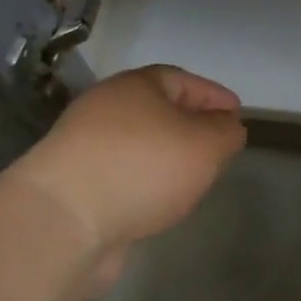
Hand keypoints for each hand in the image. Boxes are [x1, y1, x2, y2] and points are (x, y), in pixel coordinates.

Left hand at [11, 65, 245, 260]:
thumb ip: (225, 133)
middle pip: (156, 110)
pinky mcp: (74, 186)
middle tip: (217, 146)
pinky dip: (145, 182)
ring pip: (139, 144)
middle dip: (190, 125)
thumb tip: (228, 127)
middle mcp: (106, 109)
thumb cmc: (142, 167)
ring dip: (167, 157)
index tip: (237, 114)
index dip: (212, 95)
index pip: (182, 79)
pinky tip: (160, 201)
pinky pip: (122, 175)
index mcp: (135, 86)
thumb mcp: (205, 145)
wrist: (63, 221)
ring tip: (193, 177)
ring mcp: (84, 148)